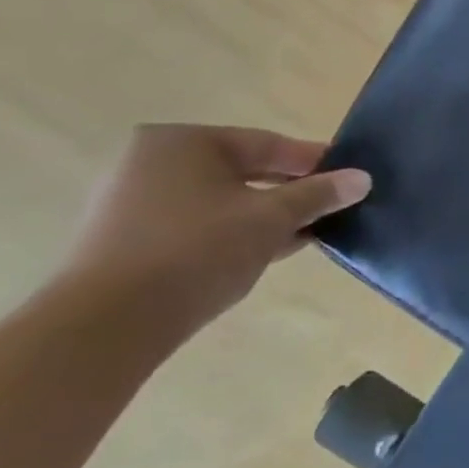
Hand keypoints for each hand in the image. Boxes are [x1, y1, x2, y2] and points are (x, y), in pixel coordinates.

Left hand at [56, 124, 371, 332]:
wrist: (105, 325)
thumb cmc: (196, 251)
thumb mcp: (272, 218)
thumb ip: (319, 194)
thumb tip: (363, 178)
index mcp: (182, 142)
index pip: (269, 144)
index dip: (316, 163)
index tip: (350, 181)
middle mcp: (151, 163)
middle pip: (244, 171)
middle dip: (291, 192)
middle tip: (332, 210)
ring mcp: (133, 204)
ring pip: (223, 201)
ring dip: (266, 217)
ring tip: (306, 235)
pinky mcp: (127, 242)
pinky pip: (198, 226)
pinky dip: (234, 235)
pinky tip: (266, 254)